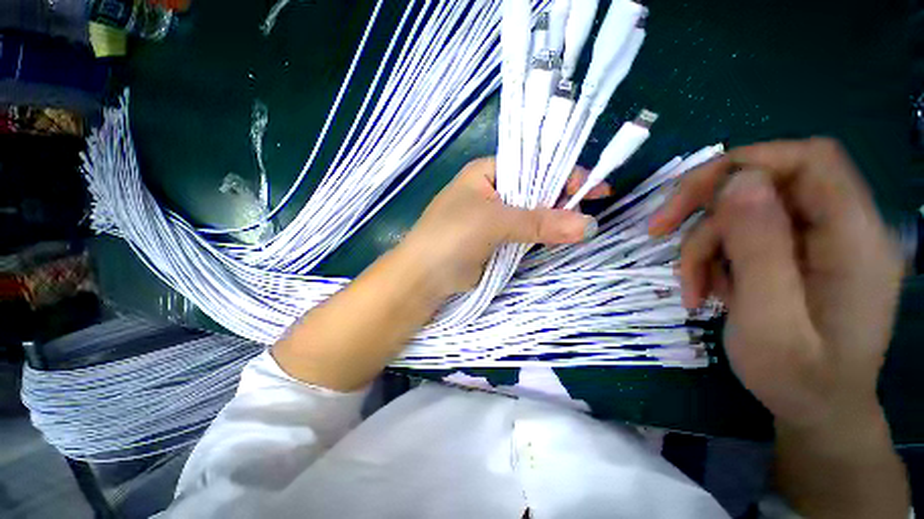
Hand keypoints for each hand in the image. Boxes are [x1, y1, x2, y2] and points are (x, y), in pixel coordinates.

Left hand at [400, 157, 604, 297]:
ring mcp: (494, 217)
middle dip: (561, 198)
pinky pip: (525, 233)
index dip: (563, 173)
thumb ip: (538, 223)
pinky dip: (541, 235)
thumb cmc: (451, 237)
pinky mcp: (497, 240)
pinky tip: (561, 236)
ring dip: (553, 219)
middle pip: (535, 189)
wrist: (424, 277)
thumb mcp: (493, 222)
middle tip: (591, 208)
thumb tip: (588, 225)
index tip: (595, 188)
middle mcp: (492, 190)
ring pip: (532, 213)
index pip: (533, 164)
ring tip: (581, 225)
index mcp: (487, 173)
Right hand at [649, 138, 903, 428]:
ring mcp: (818, 242)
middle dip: (705, 206)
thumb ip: (761, 249)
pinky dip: (715, 259)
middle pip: (766, 182)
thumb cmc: (798, 380)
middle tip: (658, 231)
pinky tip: (709, 289)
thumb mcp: (770, 321)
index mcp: (854, 238)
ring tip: (691, 288)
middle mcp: (841, 228)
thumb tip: (738, 181)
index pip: (808, 160)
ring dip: (704, 246)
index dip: (746, 162)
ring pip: (743, 215)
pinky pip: (745, 238)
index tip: (688, 194)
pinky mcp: (798, 256)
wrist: (816, 412)